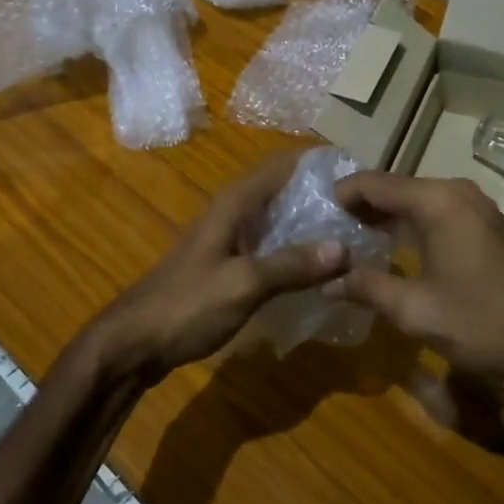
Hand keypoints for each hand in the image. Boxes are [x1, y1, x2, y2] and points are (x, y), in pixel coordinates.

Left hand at [86, 153, 348, 382]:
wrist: (134, 341)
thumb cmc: (186, 306)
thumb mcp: (243, 285)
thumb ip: (292, 265)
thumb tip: (345, 247)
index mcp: (236, 202)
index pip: (284, 163)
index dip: (320, 162)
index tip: (361, 172)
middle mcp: (234, 211)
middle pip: (285, 188)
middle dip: (323, 193)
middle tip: (369, 210)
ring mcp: (230, 237)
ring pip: (279, 218)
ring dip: (312, 222)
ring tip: (356, 234)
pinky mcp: (229, 263)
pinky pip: (271, 244)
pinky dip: (296, 248)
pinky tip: (321, 268)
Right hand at [327, 172, 503, 380]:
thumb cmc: (483, 320)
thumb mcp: (415, 310)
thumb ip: (367, 288)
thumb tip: (328, 283)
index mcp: (434, 201)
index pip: (371, 183)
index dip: (338, 196)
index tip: (312, 217)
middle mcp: (454, 191)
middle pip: (393, 188)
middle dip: (359, 208)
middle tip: (327, 234)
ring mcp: (475, 205)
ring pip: (415, 200)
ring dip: (385, 217)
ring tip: (353, 243)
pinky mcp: (487, 223)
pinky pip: (437, 212)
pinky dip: (410, 224)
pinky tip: (395, 251)